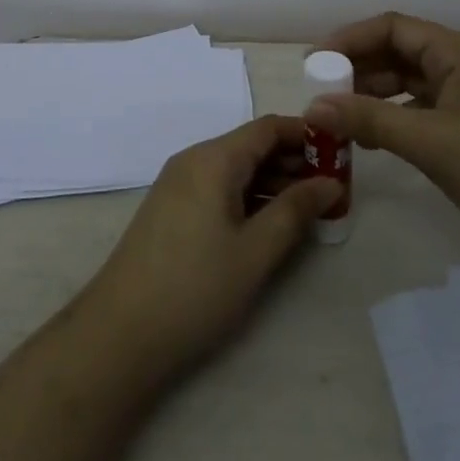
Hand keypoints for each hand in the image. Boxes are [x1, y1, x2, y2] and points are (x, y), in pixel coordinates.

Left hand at [82, 116, 341, 376]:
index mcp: (214, 158)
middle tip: (332, 187)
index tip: (340, 152)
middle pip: (251, 145)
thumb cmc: (195, 288)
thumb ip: (295, 211)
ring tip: (308, 208)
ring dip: (272, 181)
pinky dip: (247, 196)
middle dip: (292, 161)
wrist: (119, 333)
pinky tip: (268, 223)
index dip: (306, 134)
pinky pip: (218, 186)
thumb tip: (330, 182)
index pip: (268, 127)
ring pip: (235, 168)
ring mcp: (179, 183)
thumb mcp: (255, 251)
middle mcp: (194, 159)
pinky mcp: (171, 208)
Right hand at [304, 12, 459, 272]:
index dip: (350, 39)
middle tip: (321, 95)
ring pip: (409, 83)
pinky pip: (422, 109)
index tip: (314, 64)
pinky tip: (373, 140)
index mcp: (459, 52)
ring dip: (374, 96)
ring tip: (339, 119)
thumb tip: (312, 107)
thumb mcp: (432, 144)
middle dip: (358, 69)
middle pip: (399, 52)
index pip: (393, 28)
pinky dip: (394, 118)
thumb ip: (370, 120)